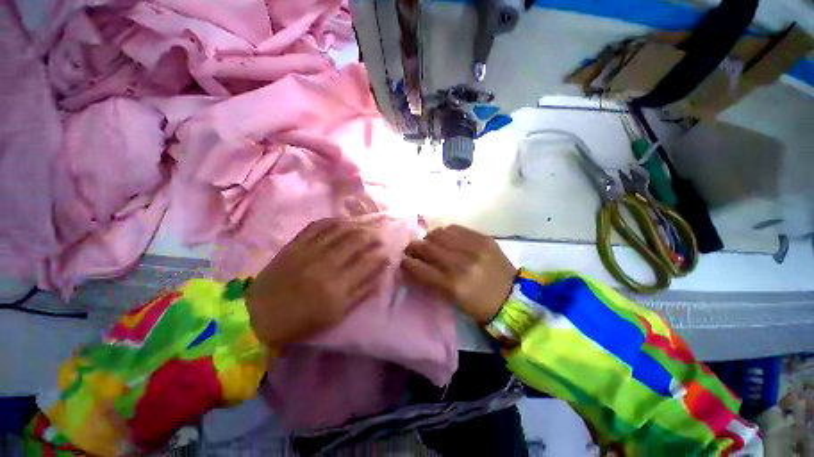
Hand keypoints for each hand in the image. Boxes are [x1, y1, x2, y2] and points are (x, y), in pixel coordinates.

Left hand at [246, 218, 387, 347]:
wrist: (259, 314)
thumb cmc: (301, 320)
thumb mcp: (336, 315)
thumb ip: (360, 293)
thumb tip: (379, 276)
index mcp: (337, 287)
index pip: (368, 262)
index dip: (381, 256)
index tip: (387, 254)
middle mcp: (326, 264)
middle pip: (357, 240)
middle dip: (373, 236)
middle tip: (380, 236)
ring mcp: (309, 250)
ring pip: (340, 229)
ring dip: (357, 225)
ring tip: (366, 226)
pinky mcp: (295, 244)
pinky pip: (318, 225)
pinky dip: (333, 220)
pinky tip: (343, 221)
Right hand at [401, 225, 516, 324]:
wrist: (513, 297)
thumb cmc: (479, 305)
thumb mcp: (452, 299)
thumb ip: (431, 281)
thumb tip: (414, 265)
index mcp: (453, 285)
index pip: (420, 268)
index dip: (406, 263)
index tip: (402, 261)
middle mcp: (461, 264)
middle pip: (427, 247)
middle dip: (414, 247)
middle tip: (411, 249)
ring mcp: (474, 248)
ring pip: (439, 233)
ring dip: (429, 238)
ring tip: (430, 243)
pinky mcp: (483, 238)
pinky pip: (456, 228)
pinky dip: (446, 233)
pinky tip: (446, 239)